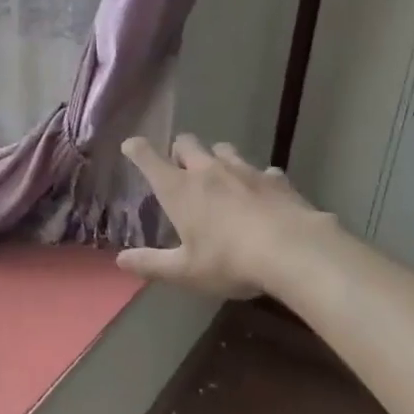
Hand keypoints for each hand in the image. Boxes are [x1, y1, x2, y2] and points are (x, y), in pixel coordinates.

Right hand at [117, 134, 332, 299]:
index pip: (148, 158)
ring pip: (223, 149)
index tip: (131, 146)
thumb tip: (120, 260)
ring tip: (219, 174)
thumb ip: (152, 264)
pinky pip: (261, 170)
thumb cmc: (229, 261)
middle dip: (179, 149)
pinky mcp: (274, 178)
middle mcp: (208, 171)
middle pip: (186, 142)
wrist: (293, 251)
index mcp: (179, 189)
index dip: (136, 149)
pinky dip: (256, 178)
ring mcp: (244, 170)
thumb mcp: (185, 271)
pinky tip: (261, 193)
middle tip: (179, 166)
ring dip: (215, 157)